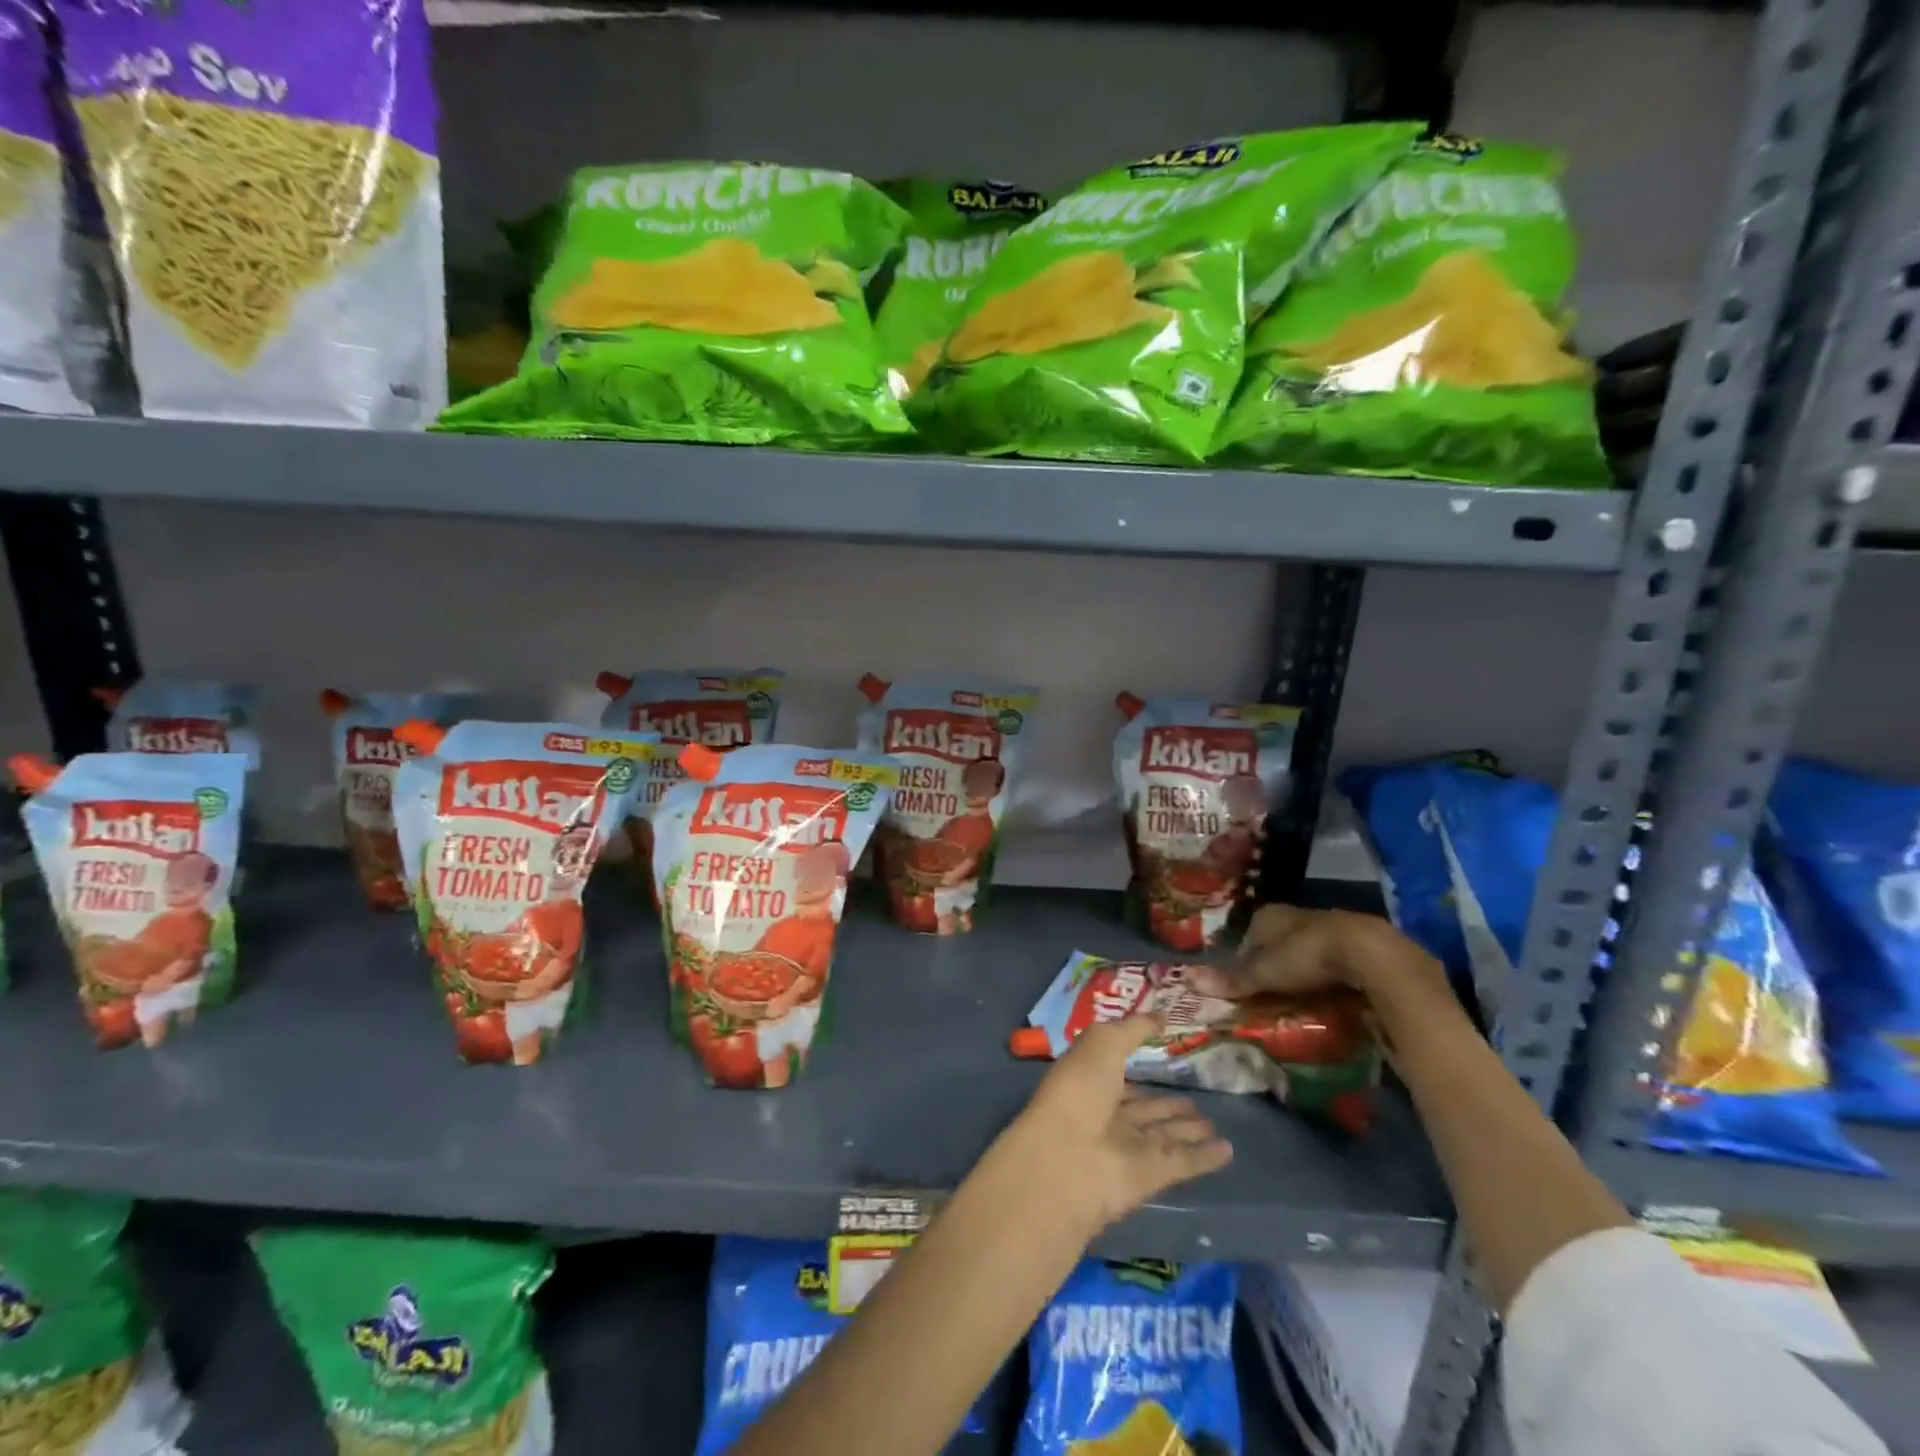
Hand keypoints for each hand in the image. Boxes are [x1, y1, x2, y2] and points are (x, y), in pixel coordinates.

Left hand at [1000, 1016, 1232, 1236]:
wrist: (1069, 1158)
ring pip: (1164, 1135)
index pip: (1116, 1072)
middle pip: (1143, 1109)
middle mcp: (1107, 1115)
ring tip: (1212, 1122)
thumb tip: (1161, 1015)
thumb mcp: (1103, 1042)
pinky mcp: (1149, 1177)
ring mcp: (1127, 1148)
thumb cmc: (1079, 1089)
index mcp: (1089, 1081)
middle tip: (1198, 1099)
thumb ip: (1133, 1028)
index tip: (1163, 1056)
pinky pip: (1182, 1163)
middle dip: (1167, 1104)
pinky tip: (1228, 1151)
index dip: (1136, 1064)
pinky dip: (1204, 1158)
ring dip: (1187, 1129)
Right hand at [1180, 904, 1430, 997]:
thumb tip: (1188, 981)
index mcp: (1268, 916)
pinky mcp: (1352, 942)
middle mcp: (1295, 916)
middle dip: (1272, 966)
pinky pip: (1329, 960)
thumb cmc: (1305, 955)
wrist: (1368, 952)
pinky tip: (1327, 993)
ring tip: (1297, 999)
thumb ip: (1232, 980)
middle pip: (1275, 943)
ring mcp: (1325, 927)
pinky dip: (1325, 976)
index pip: (1247, 937)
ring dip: (1300, 972)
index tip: (1244, 985)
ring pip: (1303, 951)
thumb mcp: (1264, 972)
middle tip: (1269, 994)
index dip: (1243, 960)